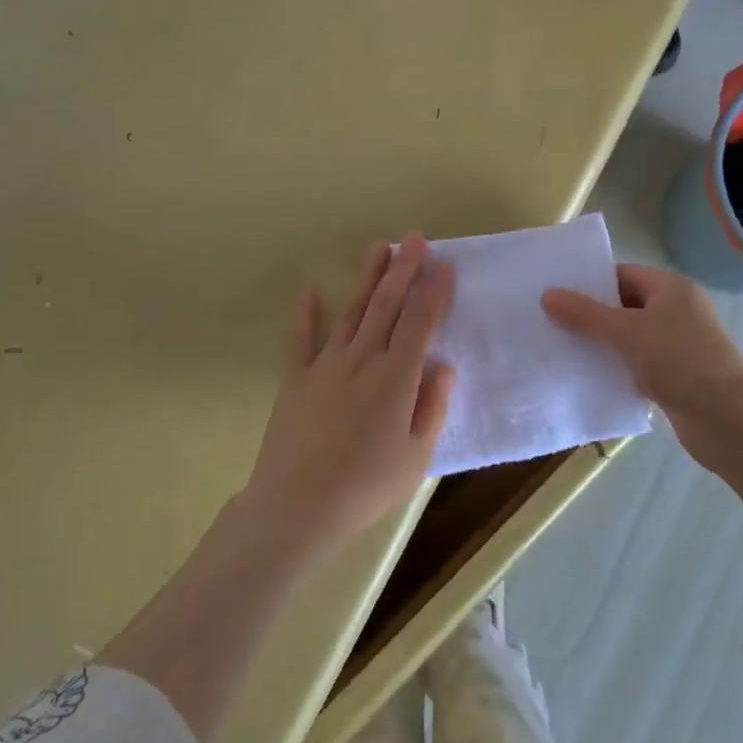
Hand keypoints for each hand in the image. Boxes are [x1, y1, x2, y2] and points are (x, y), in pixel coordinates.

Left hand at [244, 233, 456, 559]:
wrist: (297, 506)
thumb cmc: (366, 485)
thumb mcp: (416, 456)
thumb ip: (432, 407)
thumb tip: (444, 365)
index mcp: (396, 377)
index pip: (420, 323)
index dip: (434, 292)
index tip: (446, 265)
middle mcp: (363, 359)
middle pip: (387, 305)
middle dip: (404, 269)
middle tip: (415, 237)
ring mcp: (326, 364)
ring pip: (352, 311)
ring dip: (367, 277)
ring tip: (379, 247)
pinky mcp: (297, 378)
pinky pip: (301, 338)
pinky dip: (306, 312)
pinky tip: (310, 288)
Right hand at [543, 266, 742, 558]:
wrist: (728, 422)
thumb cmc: (679, 362)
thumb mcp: (626, 333)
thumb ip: (585, 314)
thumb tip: (547, 294)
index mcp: (671, 288)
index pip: (623, 274)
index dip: (590, 282)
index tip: (555, 293)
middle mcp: (678, 310)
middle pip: (625, 305)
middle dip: (591, 315)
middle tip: (551, 321)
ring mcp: (679, 344)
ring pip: (631, 337)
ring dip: (602, 344)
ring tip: (562, 349)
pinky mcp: (677, 375)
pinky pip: (638, 363)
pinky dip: (617, 368)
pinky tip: (589, 377)